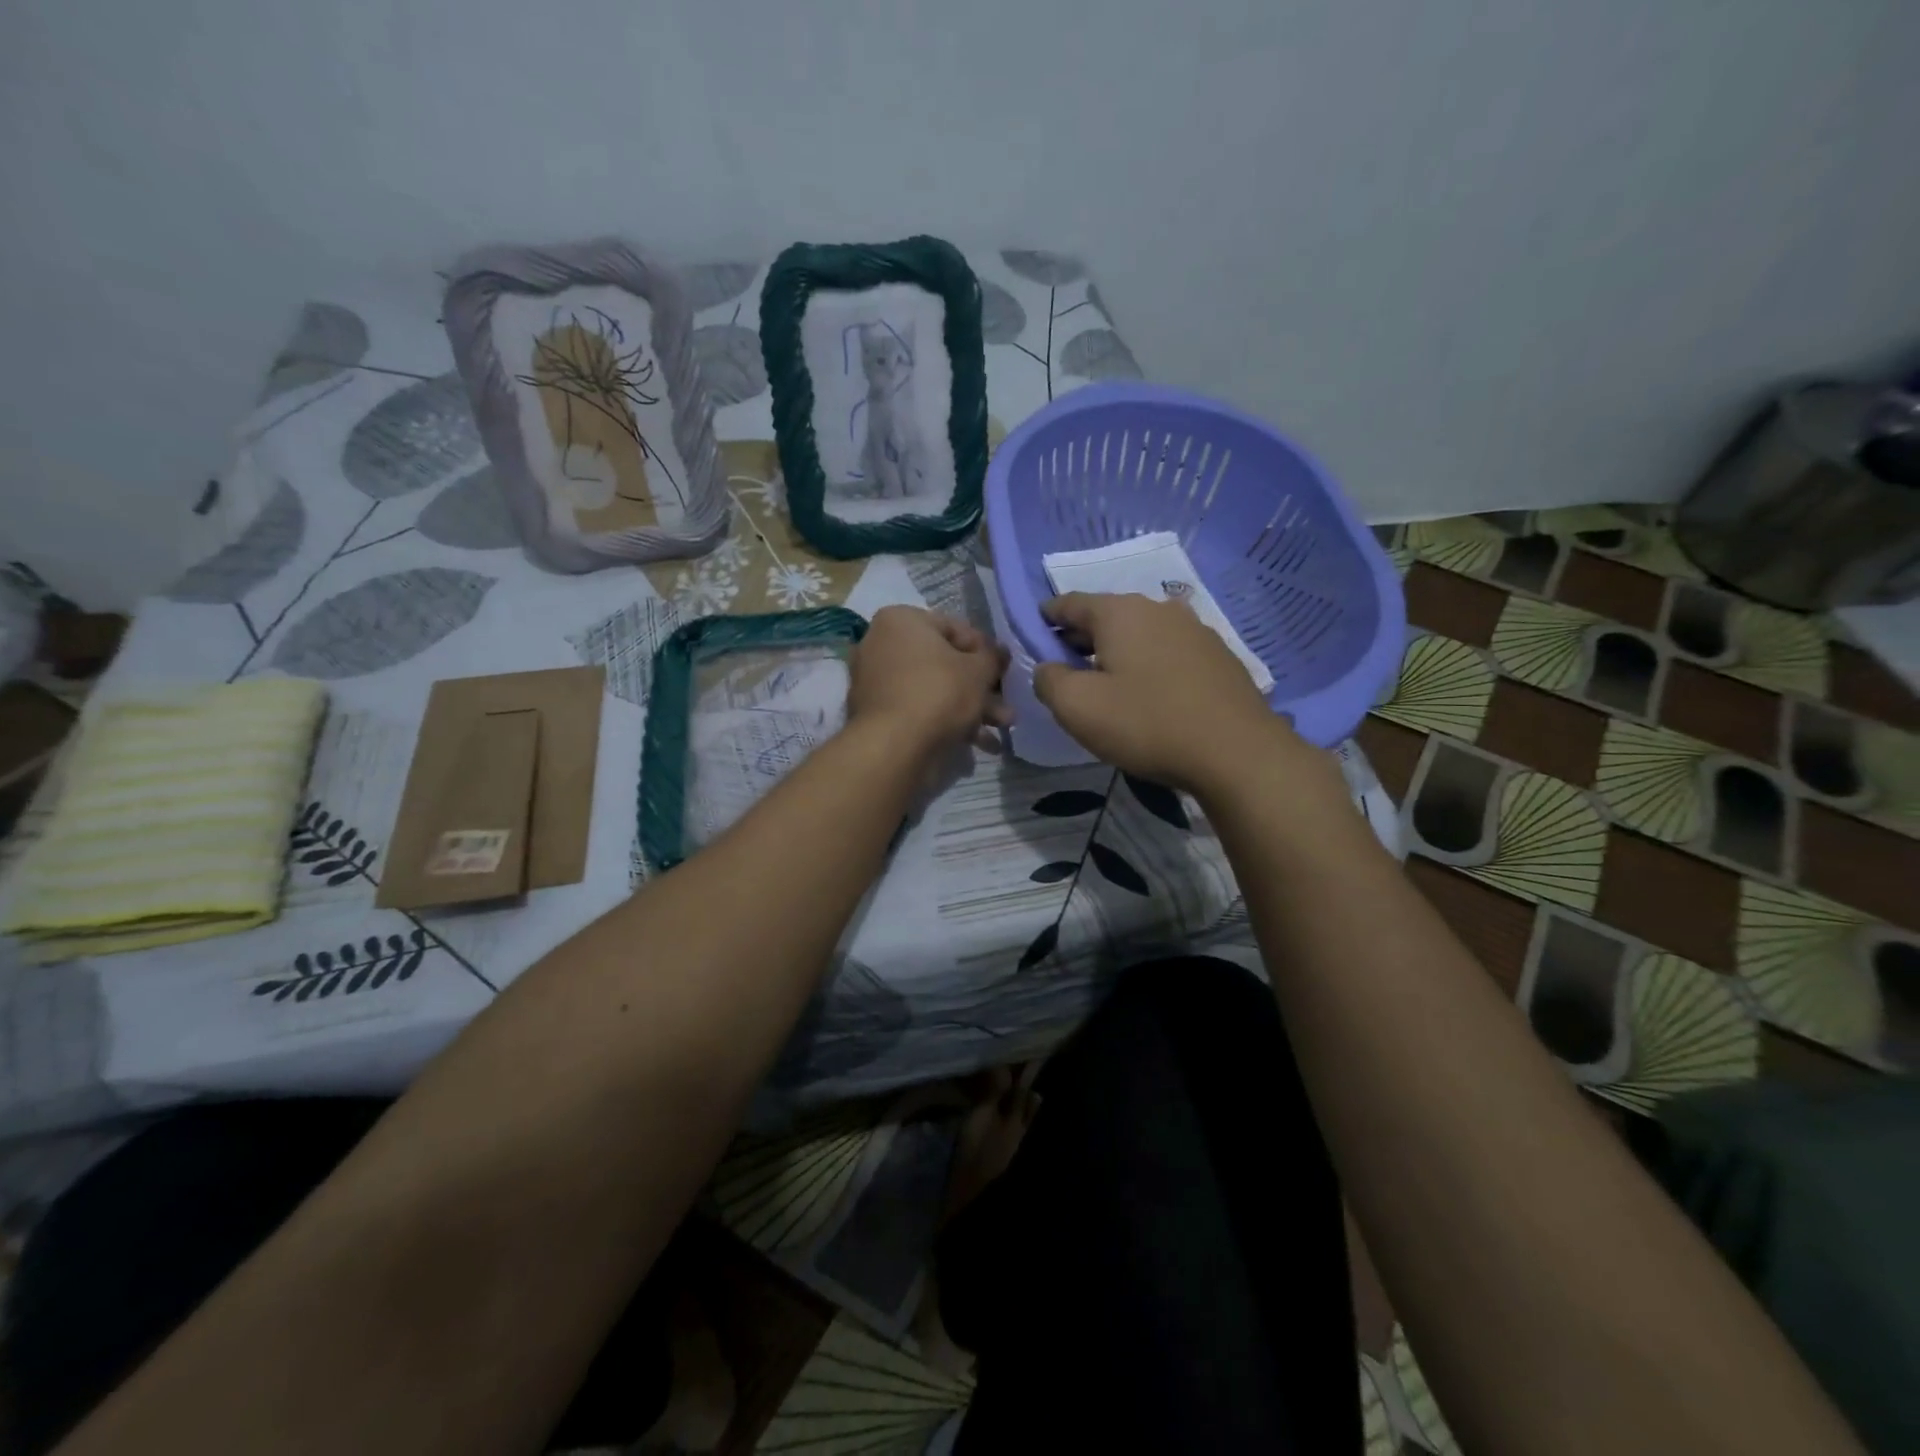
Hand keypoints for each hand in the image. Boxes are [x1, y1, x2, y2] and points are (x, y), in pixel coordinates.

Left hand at [848, 606, 1011, 755]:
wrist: (894, 747)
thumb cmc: (939, 694)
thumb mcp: (979, 670)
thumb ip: (993, 656)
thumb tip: (1000, 652)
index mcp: (900, 620)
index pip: (954, 628)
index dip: (985, 650)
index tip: (1004, 670)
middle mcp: (881, 644)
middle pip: (944, 663)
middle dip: (980, 687)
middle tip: (1005, 704)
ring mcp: (876, 681)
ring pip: (934, 689)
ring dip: (971, 707)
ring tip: (1002, 728)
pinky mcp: (877, 714)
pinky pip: (919, 710)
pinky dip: (947, 722)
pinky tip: (980, 744)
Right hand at [1033, 592, 1306, 795]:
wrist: (1236, 753)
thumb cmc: (1147, 724)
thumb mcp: (1078, 708)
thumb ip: (1049, 680)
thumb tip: (1047, 668)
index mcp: (1120, 612)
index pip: (1070, 603)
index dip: (1046, 617)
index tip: (1033, 634)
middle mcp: (1159, 609)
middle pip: (1107, 616)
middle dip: (1081, 638)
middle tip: (1066, 668)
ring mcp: (1195, 630)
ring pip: (1141, 633)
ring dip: (1118, 652)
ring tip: (1108, 683)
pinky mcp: (1218, 656)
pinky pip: (1168, 652)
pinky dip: (1149, 664)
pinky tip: (1150, 693)